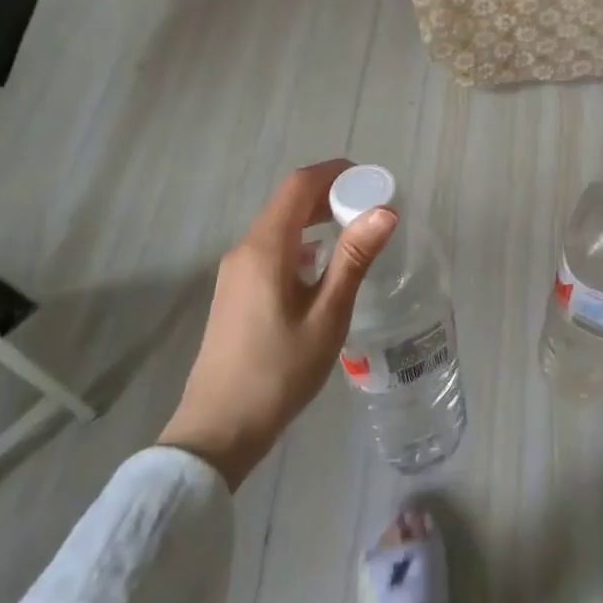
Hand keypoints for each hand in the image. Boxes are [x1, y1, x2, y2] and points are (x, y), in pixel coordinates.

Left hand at [160, 160, 395, 489]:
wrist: (218, 430)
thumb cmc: (278, 372)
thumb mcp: (327, 316)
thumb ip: (354, 259)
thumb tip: (385, 211)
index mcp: (265, 248)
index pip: (299, 186)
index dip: (335, 173)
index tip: (371, 179)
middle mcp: (246, 250)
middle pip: (288, 202)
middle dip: (330, 194)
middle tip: (371, 205)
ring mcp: (236, 272)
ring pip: (280, 227)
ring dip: (316, 218)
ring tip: (355, 231)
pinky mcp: (236, 292)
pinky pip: (272, 250)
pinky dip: (302, 242)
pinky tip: (324, 267)